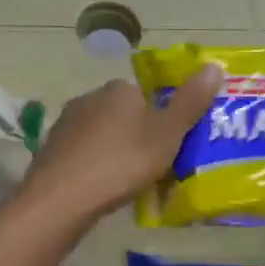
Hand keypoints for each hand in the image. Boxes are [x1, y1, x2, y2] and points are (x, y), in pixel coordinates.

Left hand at [18, 66, 222, 225]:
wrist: (60, 199)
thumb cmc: (121, 163)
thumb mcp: (167, 135)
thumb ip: (190, 102)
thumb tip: (214, 66)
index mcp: (118, 90)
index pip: (146, 94)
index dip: (161, 117)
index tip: (171, 143)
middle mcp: (89, 98)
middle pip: (123, 114)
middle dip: (137, 135)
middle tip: (154, 166)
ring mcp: (65, 124)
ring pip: (101, 134)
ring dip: (114, 151)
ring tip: (129, 181)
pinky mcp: (50, 150)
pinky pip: (82, 154)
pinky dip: (94, 166)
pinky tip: (101, 188)